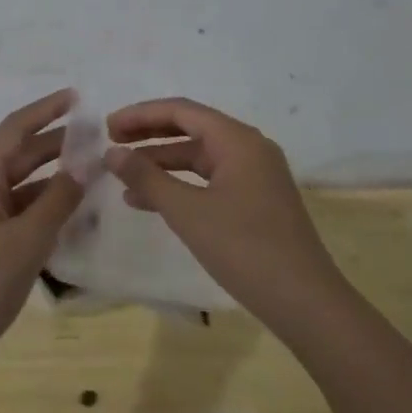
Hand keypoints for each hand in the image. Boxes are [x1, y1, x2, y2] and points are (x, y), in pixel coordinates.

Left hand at [0, 88, 84, 378]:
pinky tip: (72, 210)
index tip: (77, 96)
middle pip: (18, 153)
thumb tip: (87, 164)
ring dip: (53, 175)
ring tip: (93, 169)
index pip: (14, 129)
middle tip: (97, 136)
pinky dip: (44, 205)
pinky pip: (17, 209)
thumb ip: (59, 200)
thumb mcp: (26, 241)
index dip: (46, 110)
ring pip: (20, 183)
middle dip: (56, 142)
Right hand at [104, 96, 349, 336]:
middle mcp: (249, 149)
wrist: (303, 301)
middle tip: (111, 143)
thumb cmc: (244, 248)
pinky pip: (209, 181)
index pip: (182, 111)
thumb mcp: (187, 211)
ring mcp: (255, 176)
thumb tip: (112, 152)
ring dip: (160, 163)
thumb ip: (147, 178)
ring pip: (199, 157)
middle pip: (191, 129)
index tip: (107, 127)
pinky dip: (179, 186)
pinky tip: (147, 203)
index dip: (141, 115)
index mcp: (238, 140)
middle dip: (149, 135)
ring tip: (121, 176)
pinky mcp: (255, 201)